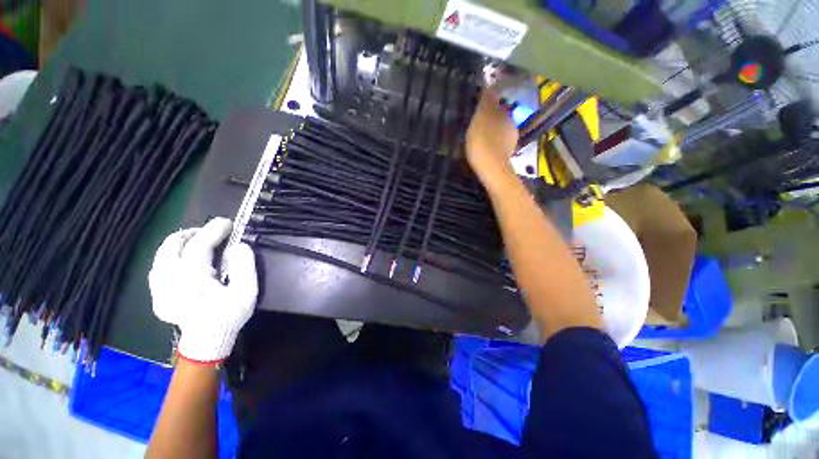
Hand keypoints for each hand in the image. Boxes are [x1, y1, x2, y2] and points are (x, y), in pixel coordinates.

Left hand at [149, 217, 257, 363]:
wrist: (207, 342)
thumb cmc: (229, 316)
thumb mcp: (246, 292)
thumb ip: (244, 266)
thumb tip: (239, 245)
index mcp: (192, 280)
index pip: (198, 246)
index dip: (213, 231)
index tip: (227, 222)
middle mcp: (170, 282)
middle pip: (171, 247)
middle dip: (191, 233)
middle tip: (210, 232)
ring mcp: (159, 290)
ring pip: (161, 256)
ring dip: (179, 243)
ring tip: (197, 241)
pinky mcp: (156, 296)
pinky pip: (158, 268)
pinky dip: (169, 257)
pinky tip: (182, 259)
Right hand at [466, 87, 518, 181]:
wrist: (491, 168)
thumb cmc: (482, 140)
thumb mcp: (481, 117)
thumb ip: (486, 101)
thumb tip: (490, 83)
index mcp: (504, 113)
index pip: (496, 102)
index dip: (487, 103)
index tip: (477, 107)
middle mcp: (511, 124)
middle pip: (499, 117)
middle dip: (490, 118)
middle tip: (476, 122)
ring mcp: (511, 140)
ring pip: (500, 131)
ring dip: (492, 131)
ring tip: (479, 137)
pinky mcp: (507, 153)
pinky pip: (499, 143)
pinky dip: (493, 143)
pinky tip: (485, 148)